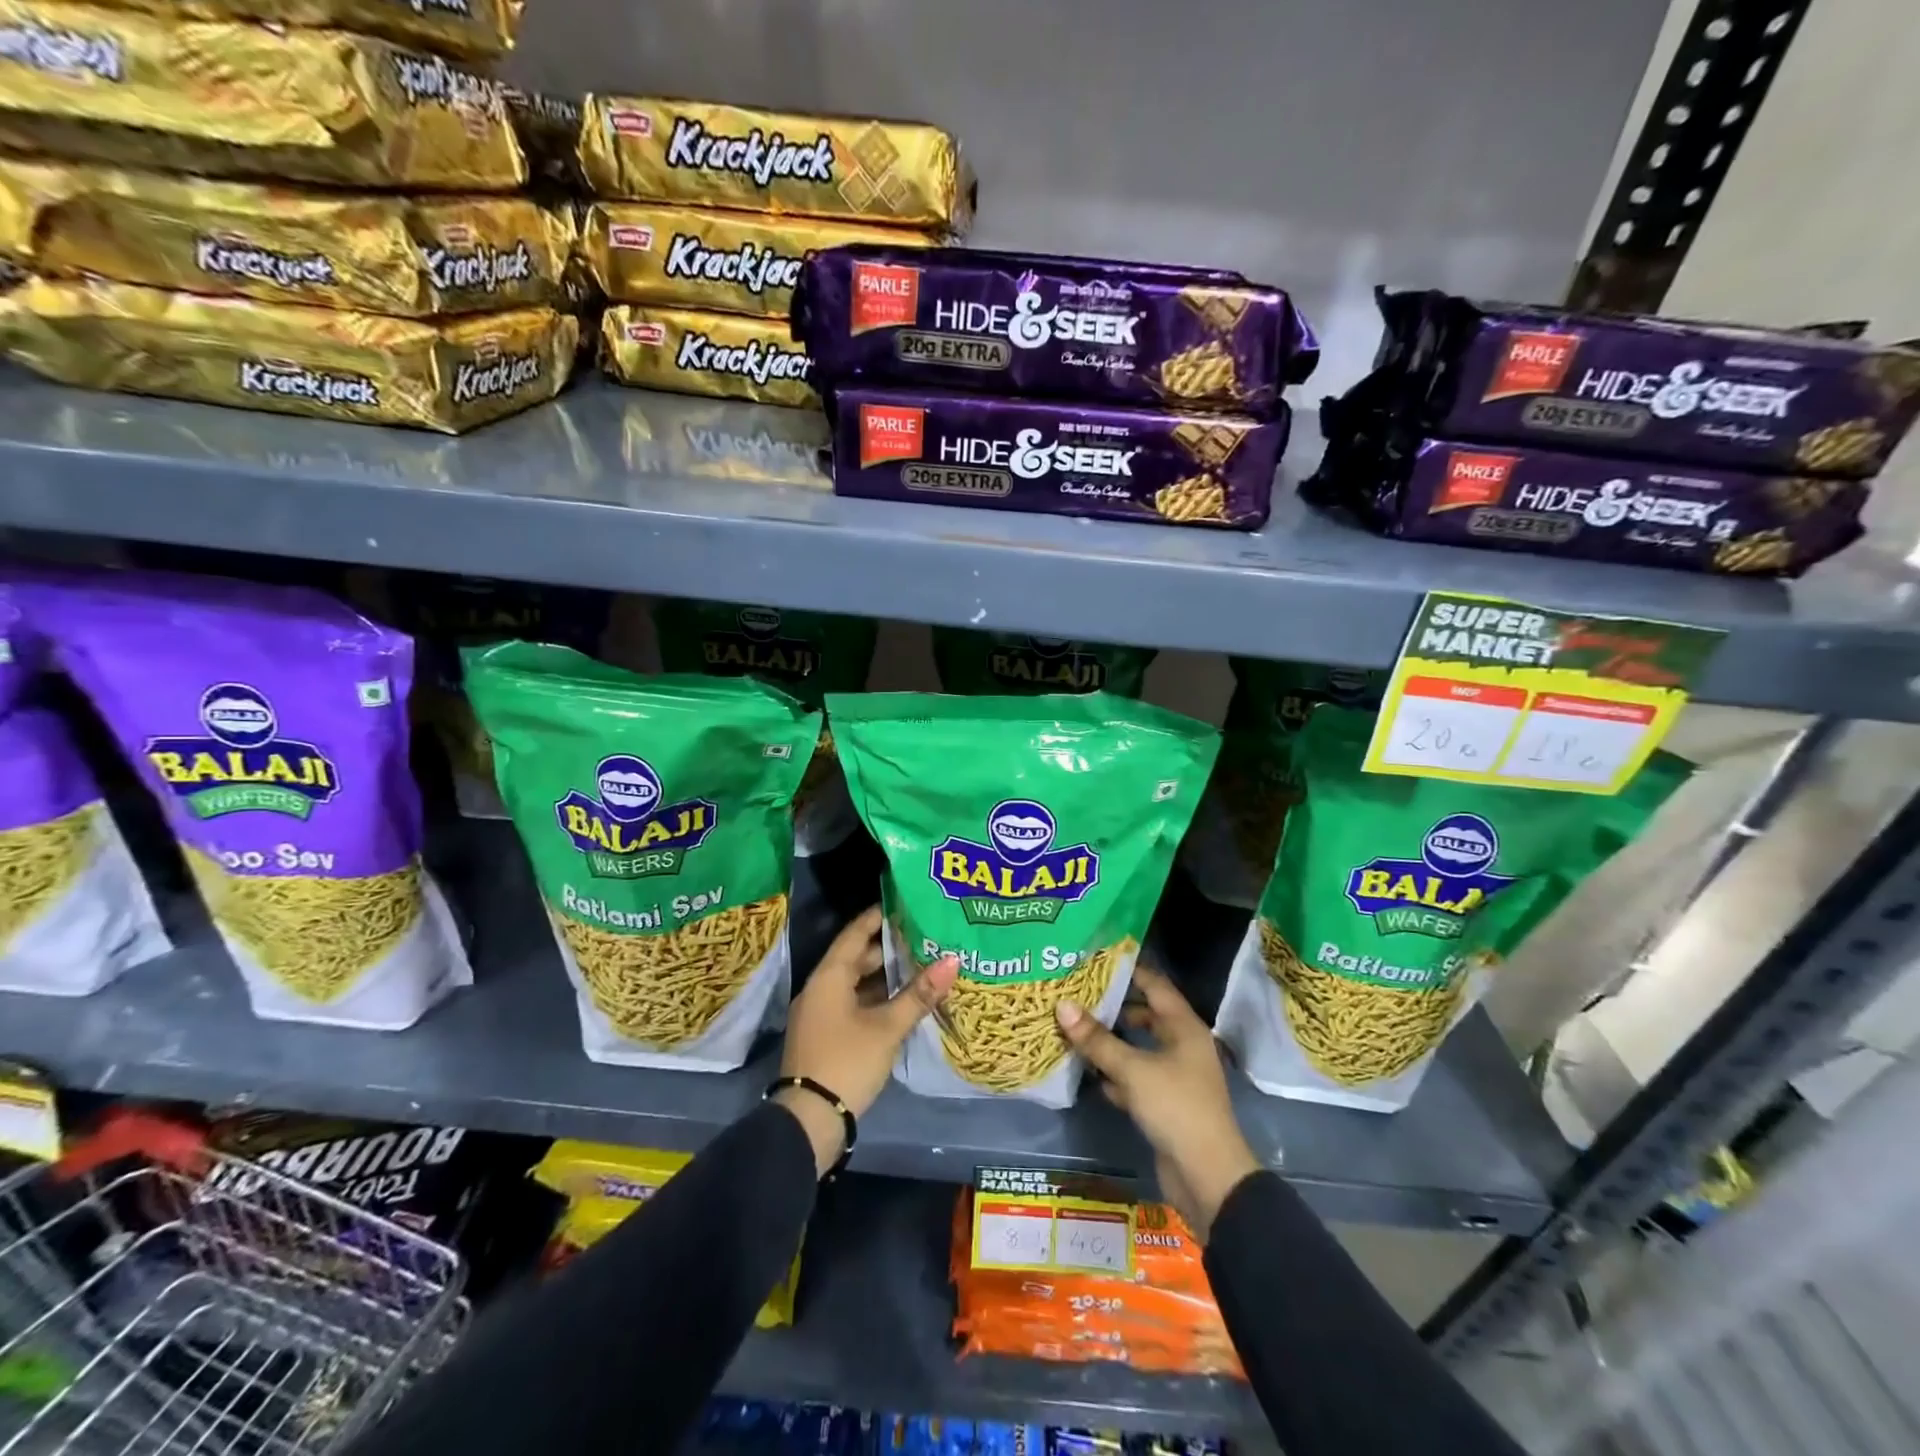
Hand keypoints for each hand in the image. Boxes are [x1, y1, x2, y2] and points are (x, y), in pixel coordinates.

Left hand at [776, 906, 957, 1177]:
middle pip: (856, 958)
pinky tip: (903, 1002)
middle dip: (888, 948)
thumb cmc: (846, 1062)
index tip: (905, 903)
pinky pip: (853, 1004)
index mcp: (829, 977)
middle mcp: (820, 988)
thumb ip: (919, 994)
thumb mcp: (887, 1027)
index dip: (879, 917)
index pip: (855, 933)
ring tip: (921, 966)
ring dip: (884, 976)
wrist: (809, 1122)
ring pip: (855, 983)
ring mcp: (820, 1014)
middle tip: (924, 936)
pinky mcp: (825, 1036)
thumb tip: (953, 959)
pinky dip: (876, 998)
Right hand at [1055, 965, 1259, 1240]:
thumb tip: (1062, 1005)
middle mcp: (1181, 1044)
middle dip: (1112, 1006)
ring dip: (1109, 1041)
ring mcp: (1174, 1074)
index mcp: (1184, 1027)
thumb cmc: (1176, 1108)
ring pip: (1137, 1047)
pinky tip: (1086, 1070)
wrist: (1208, 1177)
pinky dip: (1113, 1072)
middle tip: (1075, 993)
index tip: (1093, 959)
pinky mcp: (1164, 1102)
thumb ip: (1097, 1039)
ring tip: (1072, 1026)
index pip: (1154, 985)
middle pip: (1144, 1015)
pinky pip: (1134, 1076)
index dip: (1127, 970)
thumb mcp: (1132, 1070)